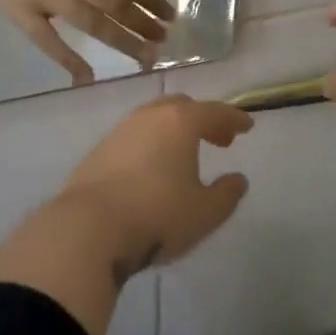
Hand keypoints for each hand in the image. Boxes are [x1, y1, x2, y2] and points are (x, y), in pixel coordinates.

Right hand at [0, 0, 174, 82]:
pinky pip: (49, 40)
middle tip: (164, 40)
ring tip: (145, 56)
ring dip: (122, 40)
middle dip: (143, 23)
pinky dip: (70, 60)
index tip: (169, 14)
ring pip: (91, 21)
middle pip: (113, 2)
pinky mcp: (20, 13)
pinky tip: (89, 77)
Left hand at [58, 96, 254, 281]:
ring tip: (185, 154)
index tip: (247, 126)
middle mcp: (149, 117)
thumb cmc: (157, 216)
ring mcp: (120, 131)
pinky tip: (152, 167)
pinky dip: (151, 143)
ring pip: (153, 119)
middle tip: (218, 139)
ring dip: (173, 130)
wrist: (88, 228)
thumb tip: (238, 179)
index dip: (234, 118)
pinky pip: (134, 137)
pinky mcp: (98, 151)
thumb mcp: (205, 212)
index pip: (214, 111)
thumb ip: (227, 194)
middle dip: (203, 119)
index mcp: (180, 122)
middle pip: (181, 106)